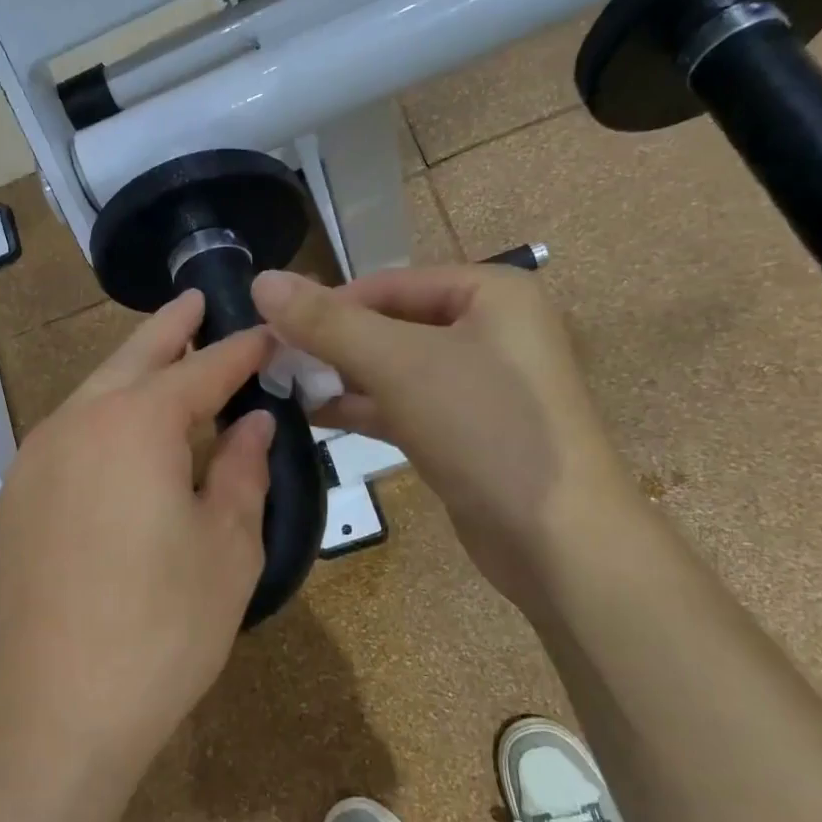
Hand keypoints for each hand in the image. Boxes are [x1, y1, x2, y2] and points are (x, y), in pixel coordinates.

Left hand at [0, 291, 275, 786]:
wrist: (48, 713)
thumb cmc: (159, 630)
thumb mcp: (228, 549)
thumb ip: (243, 472)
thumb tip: (253, 424)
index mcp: (137, 424)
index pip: (203, 369)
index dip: (240, 351)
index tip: (269, 335)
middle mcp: (79, 422)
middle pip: (133, 358)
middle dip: (171, 328)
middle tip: (198, 301)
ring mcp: (37, 457)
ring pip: (94, 391)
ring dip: (133, 371)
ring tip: (167, 359)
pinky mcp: (17, 496)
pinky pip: (71, 431)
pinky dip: (105, 414)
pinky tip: (126, 435)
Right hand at [251, 265, 636, 606]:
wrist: (559, 540)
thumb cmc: (485, 428)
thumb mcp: (400, 364)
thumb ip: (328, 322)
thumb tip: (263, 280)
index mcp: (490, 293)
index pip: (388, 284)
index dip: (327, 303)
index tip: (270, 329)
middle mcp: (489, 330)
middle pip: (390, 323)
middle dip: (331, 343)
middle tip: (271, 361)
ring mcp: (479, 384)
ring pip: (394, 367)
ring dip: (341, 375)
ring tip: (281, 386)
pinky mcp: (466, 431)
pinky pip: (404, 404)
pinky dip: (363, 406)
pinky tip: (313, 413)